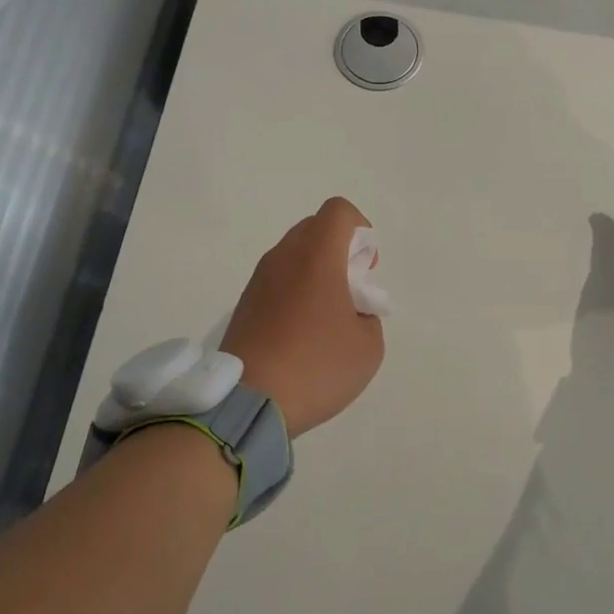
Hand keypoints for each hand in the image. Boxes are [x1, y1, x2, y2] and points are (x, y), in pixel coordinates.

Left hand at [221, 197, 385, 437]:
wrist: (248, 402)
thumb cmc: (316, 366)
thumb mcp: (368, 346)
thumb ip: (368, 315)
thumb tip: (351, 310)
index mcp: (317, 255)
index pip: (339, 211)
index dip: (361, 232)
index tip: (365, 270)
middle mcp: (284, 256)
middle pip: (315, 228)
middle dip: (339, 251)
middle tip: (349, 293)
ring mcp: (259, 279)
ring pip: (294, 254)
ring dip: (315, 273)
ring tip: (326, 320)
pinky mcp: (245, 303)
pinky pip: (278, 280)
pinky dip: (295, 292)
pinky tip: (301, 335)